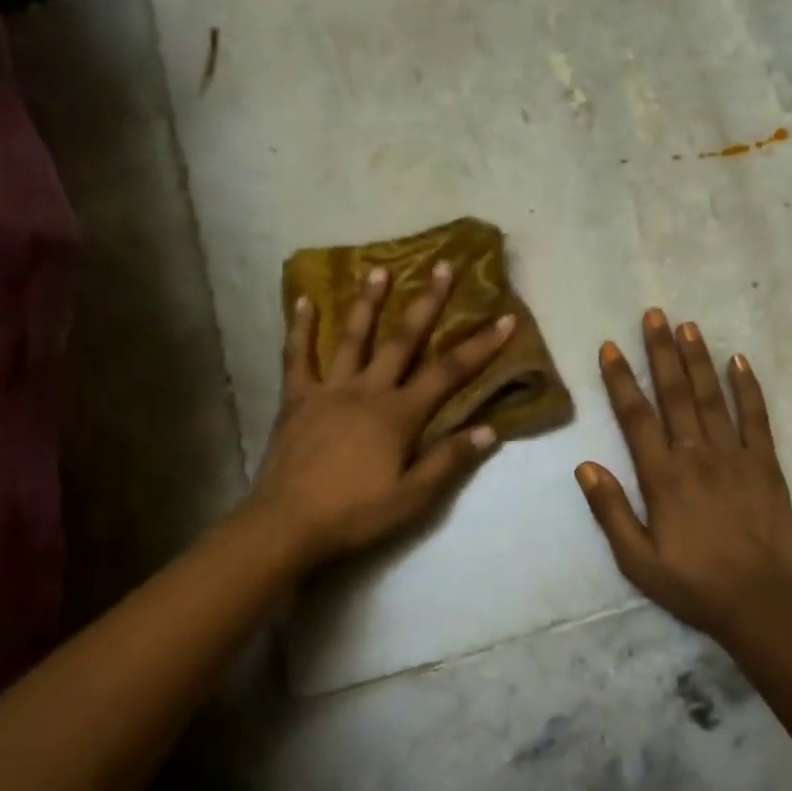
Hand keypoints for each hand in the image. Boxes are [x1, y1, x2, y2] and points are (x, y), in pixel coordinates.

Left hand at [250, 262, 514, 568]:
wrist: (287, 524)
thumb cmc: (355, 514)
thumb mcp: (412, 498)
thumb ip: (448, 460)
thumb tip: (489, 429)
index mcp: (398, 415)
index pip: (448, 373)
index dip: (479, 346)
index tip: (503, 318)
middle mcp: (366, 391)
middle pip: (402, 340)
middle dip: (427, 303)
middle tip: (442, 266)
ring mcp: (328, 390)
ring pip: (352, 337)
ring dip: (367, 302)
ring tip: (378, 269)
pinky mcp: (296, 399)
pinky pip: (298, 357)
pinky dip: (300, 328)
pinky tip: (303, 301)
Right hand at [576, 311, 791, 641]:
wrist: (759, 604)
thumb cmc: (691, 584)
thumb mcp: (636, 559)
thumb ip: (609, 510)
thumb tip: (584, 465)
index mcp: (662, 477)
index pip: (636, 417)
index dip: (621, 380)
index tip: (610, 347)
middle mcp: (697, 456)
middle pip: (676, 394)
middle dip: (661, 352)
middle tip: (654, 315)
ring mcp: (735, 456)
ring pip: (713, 397)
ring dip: (698, 359)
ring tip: (687, 326)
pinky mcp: (767, 465)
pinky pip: (757, 417)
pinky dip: (748, 387)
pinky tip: (739, 360)